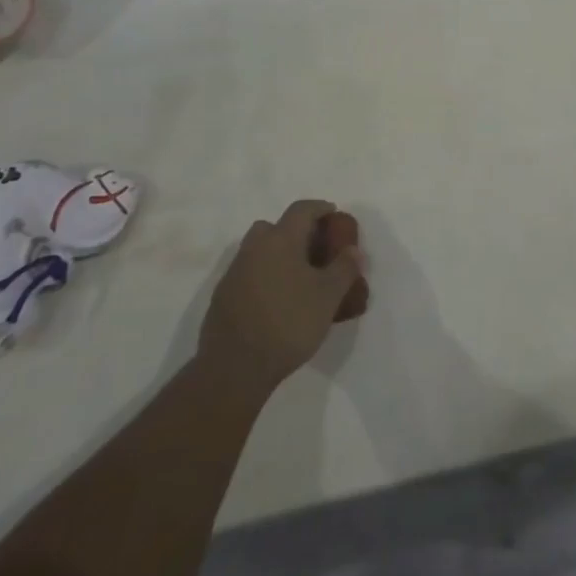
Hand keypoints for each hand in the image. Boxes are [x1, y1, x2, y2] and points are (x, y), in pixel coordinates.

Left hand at [200, 200, 365, 394]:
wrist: (234, 368)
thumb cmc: (288, 323)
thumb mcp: (328, 296)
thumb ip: (344, 268)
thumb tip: (353, 250)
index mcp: (280, 240)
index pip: (301, 209)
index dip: (320, 208)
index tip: (334, 215)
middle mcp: (254, 249)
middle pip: (273, 227)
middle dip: (294, 231)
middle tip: (313, 249)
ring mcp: (234, 273)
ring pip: (258, 251)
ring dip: (277, 255)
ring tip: (297, 277)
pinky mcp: (222, 297)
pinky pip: (248, 274)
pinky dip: (263, 277)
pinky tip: (276, 301)